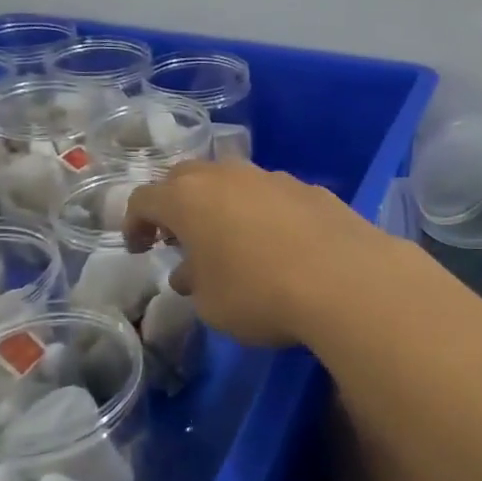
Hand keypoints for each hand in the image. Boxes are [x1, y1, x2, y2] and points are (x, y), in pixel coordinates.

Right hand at [122, 161, 406, 347]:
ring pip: (234, 182)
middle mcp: (229, 176)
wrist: (346, 280)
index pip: (145, 198)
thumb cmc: (260, 293)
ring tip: (230, 243)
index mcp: (189, 198)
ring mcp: (274, 178)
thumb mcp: (211, 304)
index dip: (135, 223)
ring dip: (222, 207)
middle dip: (176, 205)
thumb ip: (195, 282)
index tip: (139, 249)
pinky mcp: (312, 189)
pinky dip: (263, 213)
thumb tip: (192, 271)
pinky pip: (273, 196)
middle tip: (178, 237)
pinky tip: (278, 245)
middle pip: (188, 177)